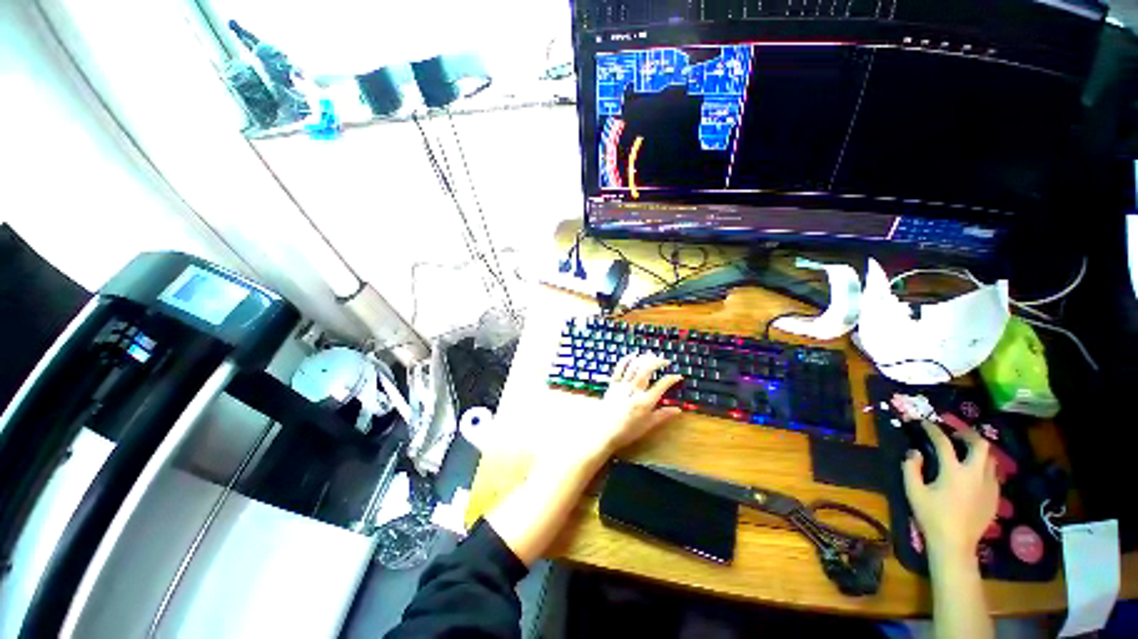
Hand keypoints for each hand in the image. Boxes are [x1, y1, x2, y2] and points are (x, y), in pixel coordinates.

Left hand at [550, 353, 682, 465]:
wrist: (604, 433)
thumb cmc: (627, 431)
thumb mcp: (648, 425)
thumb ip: (663, 415)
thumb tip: (678, 409)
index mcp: (645, 402)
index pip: (661, 386)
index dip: (671, 379)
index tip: (678, 376)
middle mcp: (634, 391)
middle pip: (646, 370)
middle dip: (658, 362)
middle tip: (665, 361)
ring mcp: (622, 386)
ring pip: (634, 366)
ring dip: (644, 358)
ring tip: (652, 357)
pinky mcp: (612, 385)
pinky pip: (619, 368)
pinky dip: (626, 359)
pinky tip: (633, 355)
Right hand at [901, 421, 998, 559]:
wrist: (955, 543)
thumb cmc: (931, 516)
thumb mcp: (913, 492)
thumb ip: (911, 468)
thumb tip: (915, 452)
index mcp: (954, 471)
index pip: (944, 442)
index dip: (933, 430)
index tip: (925, 423)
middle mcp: (975, 473)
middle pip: (980, 445)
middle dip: (968, 435)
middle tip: (955, 434)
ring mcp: (989, 485)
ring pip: (990, 458)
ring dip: (978, 450)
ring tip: (966, 452)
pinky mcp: (995, 496)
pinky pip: (993, 474)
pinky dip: (983, 467)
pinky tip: (973, 474)